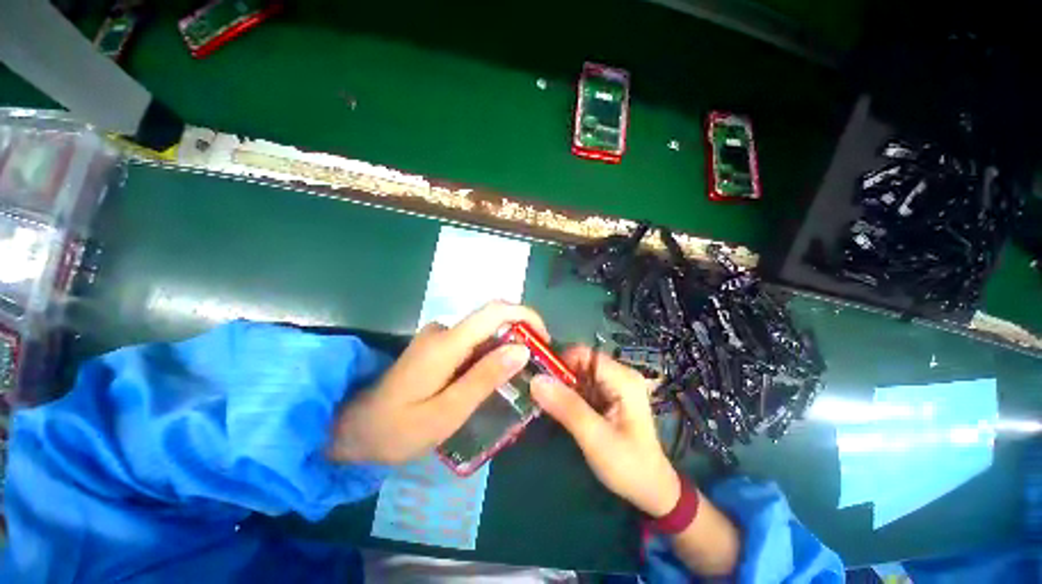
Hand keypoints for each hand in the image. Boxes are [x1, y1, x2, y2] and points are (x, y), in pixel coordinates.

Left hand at [329, 301, 546, 464]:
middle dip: (520, 336)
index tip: (544, 339)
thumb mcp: (446, 413)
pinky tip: (491, 380)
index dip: (526, 316)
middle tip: (533, 369)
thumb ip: (484, 378)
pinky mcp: (439, 344)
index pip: (494, 311)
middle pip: (493, 319)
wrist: (355, 427)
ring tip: (515, 381)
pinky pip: (475, 341)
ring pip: (485, 331)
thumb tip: (522, 349)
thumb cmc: (398, 428)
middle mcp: (444, 329)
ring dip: (506, 348)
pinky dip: (491, 354)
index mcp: (446, 343)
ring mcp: (440, 335)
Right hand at [531, 346, 681, 516]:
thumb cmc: (628, 466)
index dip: (559, 361)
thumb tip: (535, 380)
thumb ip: (566, 407)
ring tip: (546, 404)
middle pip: (580, 363)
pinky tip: (560, 410)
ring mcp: (615, 386)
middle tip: (539, 396)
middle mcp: (620, 375)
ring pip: (579, 375)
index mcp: (623, 378)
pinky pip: (583, 388)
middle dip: (559, 377)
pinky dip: (569, 396)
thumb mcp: (595, 437)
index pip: (584, 354)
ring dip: (562, 387)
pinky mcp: (610, 398)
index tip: (539, 379)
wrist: (652, 492)